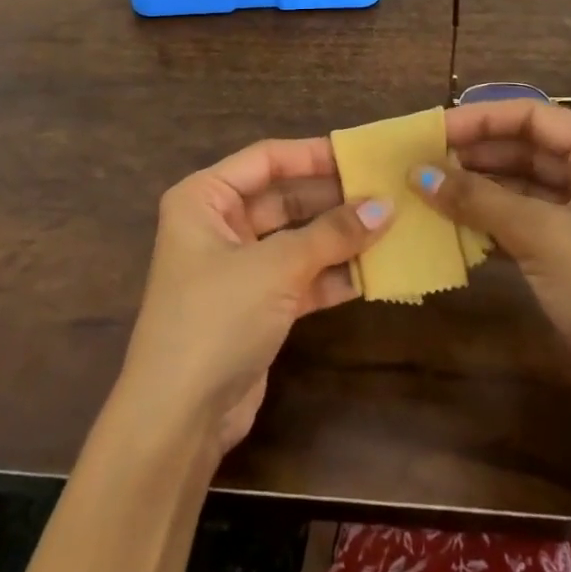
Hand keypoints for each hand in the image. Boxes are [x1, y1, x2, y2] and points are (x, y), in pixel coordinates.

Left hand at [117, 137, 395, 453]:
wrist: (179, 417)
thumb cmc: (216, 317)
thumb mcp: (275, 268)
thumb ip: (331, 234)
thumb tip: (385, 207)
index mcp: (204, 198)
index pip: (266, 159)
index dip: (313, 154)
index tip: (362, 155)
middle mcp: (218, 224)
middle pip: (284, 198)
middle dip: (332, 198)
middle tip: (386, 192)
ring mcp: (237, 267)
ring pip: (296, 239)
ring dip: (338, 237)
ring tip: (391, 227)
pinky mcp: (256, 305)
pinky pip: (300, 276)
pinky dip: (332, 274)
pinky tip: (374, 271)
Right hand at [418, 99, 570, 416]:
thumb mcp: (541, 235)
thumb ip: (476, 198)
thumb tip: (417, 173)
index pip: (532, 116)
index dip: (479, 119)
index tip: (430, 130)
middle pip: (528, 148)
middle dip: (475, 154)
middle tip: (421, 163)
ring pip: (525, 186)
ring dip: (479, 189)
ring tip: (428, 191)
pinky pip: (528, 221)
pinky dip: (493, 220)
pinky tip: (455, 225)